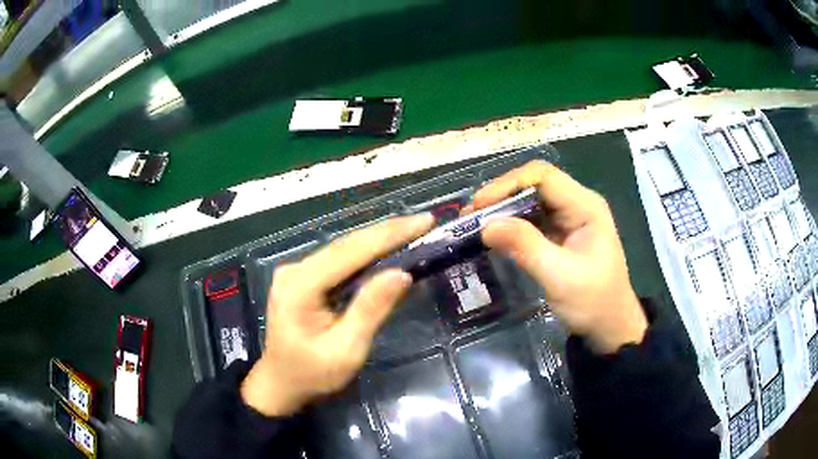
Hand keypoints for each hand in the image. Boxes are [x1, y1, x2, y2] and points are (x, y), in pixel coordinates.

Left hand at [241, 214, 434, 416]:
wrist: (281, 383)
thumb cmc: (314, 374)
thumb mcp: (346, 349)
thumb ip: (371, 310)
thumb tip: (402, 273)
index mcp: (300, 287)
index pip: (350, 252)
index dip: (389, 235)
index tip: (423, 222)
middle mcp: (294, 270)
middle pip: (346, 245)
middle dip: (387, 232)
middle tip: (424, 222)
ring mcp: (294, 272)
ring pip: (342, 250)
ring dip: (377, 240)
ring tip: (411, 231)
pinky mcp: (300, 278)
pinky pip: (337, 261)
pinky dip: (364, 254)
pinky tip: (384, 249)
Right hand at [471, 161, 646, 353]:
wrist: (609, 326)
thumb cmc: (592, 302)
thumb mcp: (559, 276)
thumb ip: (525, 247)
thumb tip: (485, 226)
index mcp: (585, 206)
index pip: (543, 177)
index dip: (508, 184)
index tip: (479, 205)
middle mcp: (576, 204)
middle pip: (534, 185)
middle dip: (500, 196)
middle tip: (469, 217)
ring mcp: (568, 219)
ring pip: (529, 201)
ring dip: (502, 210)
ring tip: (473, 224)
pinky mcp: (560, 234)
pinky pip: (531, 220)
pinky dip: (510, 225)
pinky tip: (493, 235)